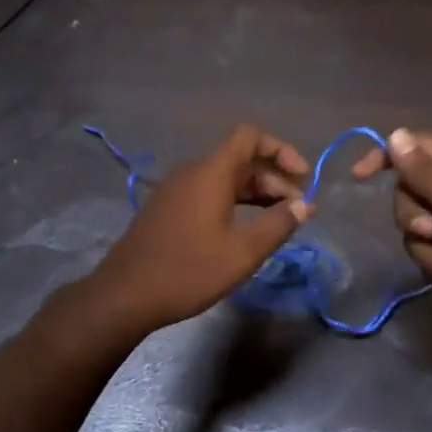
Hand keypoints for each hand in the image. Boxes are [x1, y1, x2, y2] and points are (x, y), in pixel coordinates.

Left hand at [85, 125, 312, 333]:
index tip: (303, 178)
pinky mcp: (168, 209)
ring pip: (225, 178)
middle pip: (241, 159)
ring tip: (278, 221)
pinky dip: (234, 203)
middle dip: (274, 179)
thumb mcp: (243, 252)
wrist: (126, 295)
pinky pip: (209, 193)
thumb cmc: (189, 270)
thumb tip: (305, 206)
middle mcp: (192, 172)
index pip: (250, 137)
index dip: (281, 150)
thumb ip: (278, 225)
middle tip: (297, 211)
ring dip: (256, 193)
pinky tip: (246, 230)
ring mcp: (176, 190)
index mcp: (211, 172)